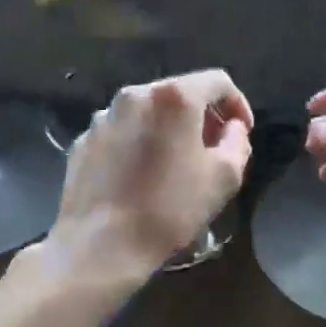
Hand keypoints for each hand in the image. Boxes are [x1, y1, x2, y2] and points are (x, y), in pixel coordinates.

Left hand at [49, 69, 254, 285]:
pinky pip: (122, 131)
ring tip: (175, 164)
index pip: (217, 82)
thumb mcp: (225, 177)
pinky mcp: (84, 140)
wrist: (100, 245)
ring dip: (168, 129)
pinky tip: (141, 176)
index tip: (241, 133)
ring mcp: (104, 116)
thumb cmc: (169, 208)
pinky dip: (138, 143)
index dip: (237, 104)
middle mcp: (135, 95)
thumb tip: (231, 128)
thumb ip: (237, 141)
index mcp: (173, 97)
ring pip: (148, 112)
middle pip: (179, 93)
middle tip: (213, 149)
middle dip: (202, 116)